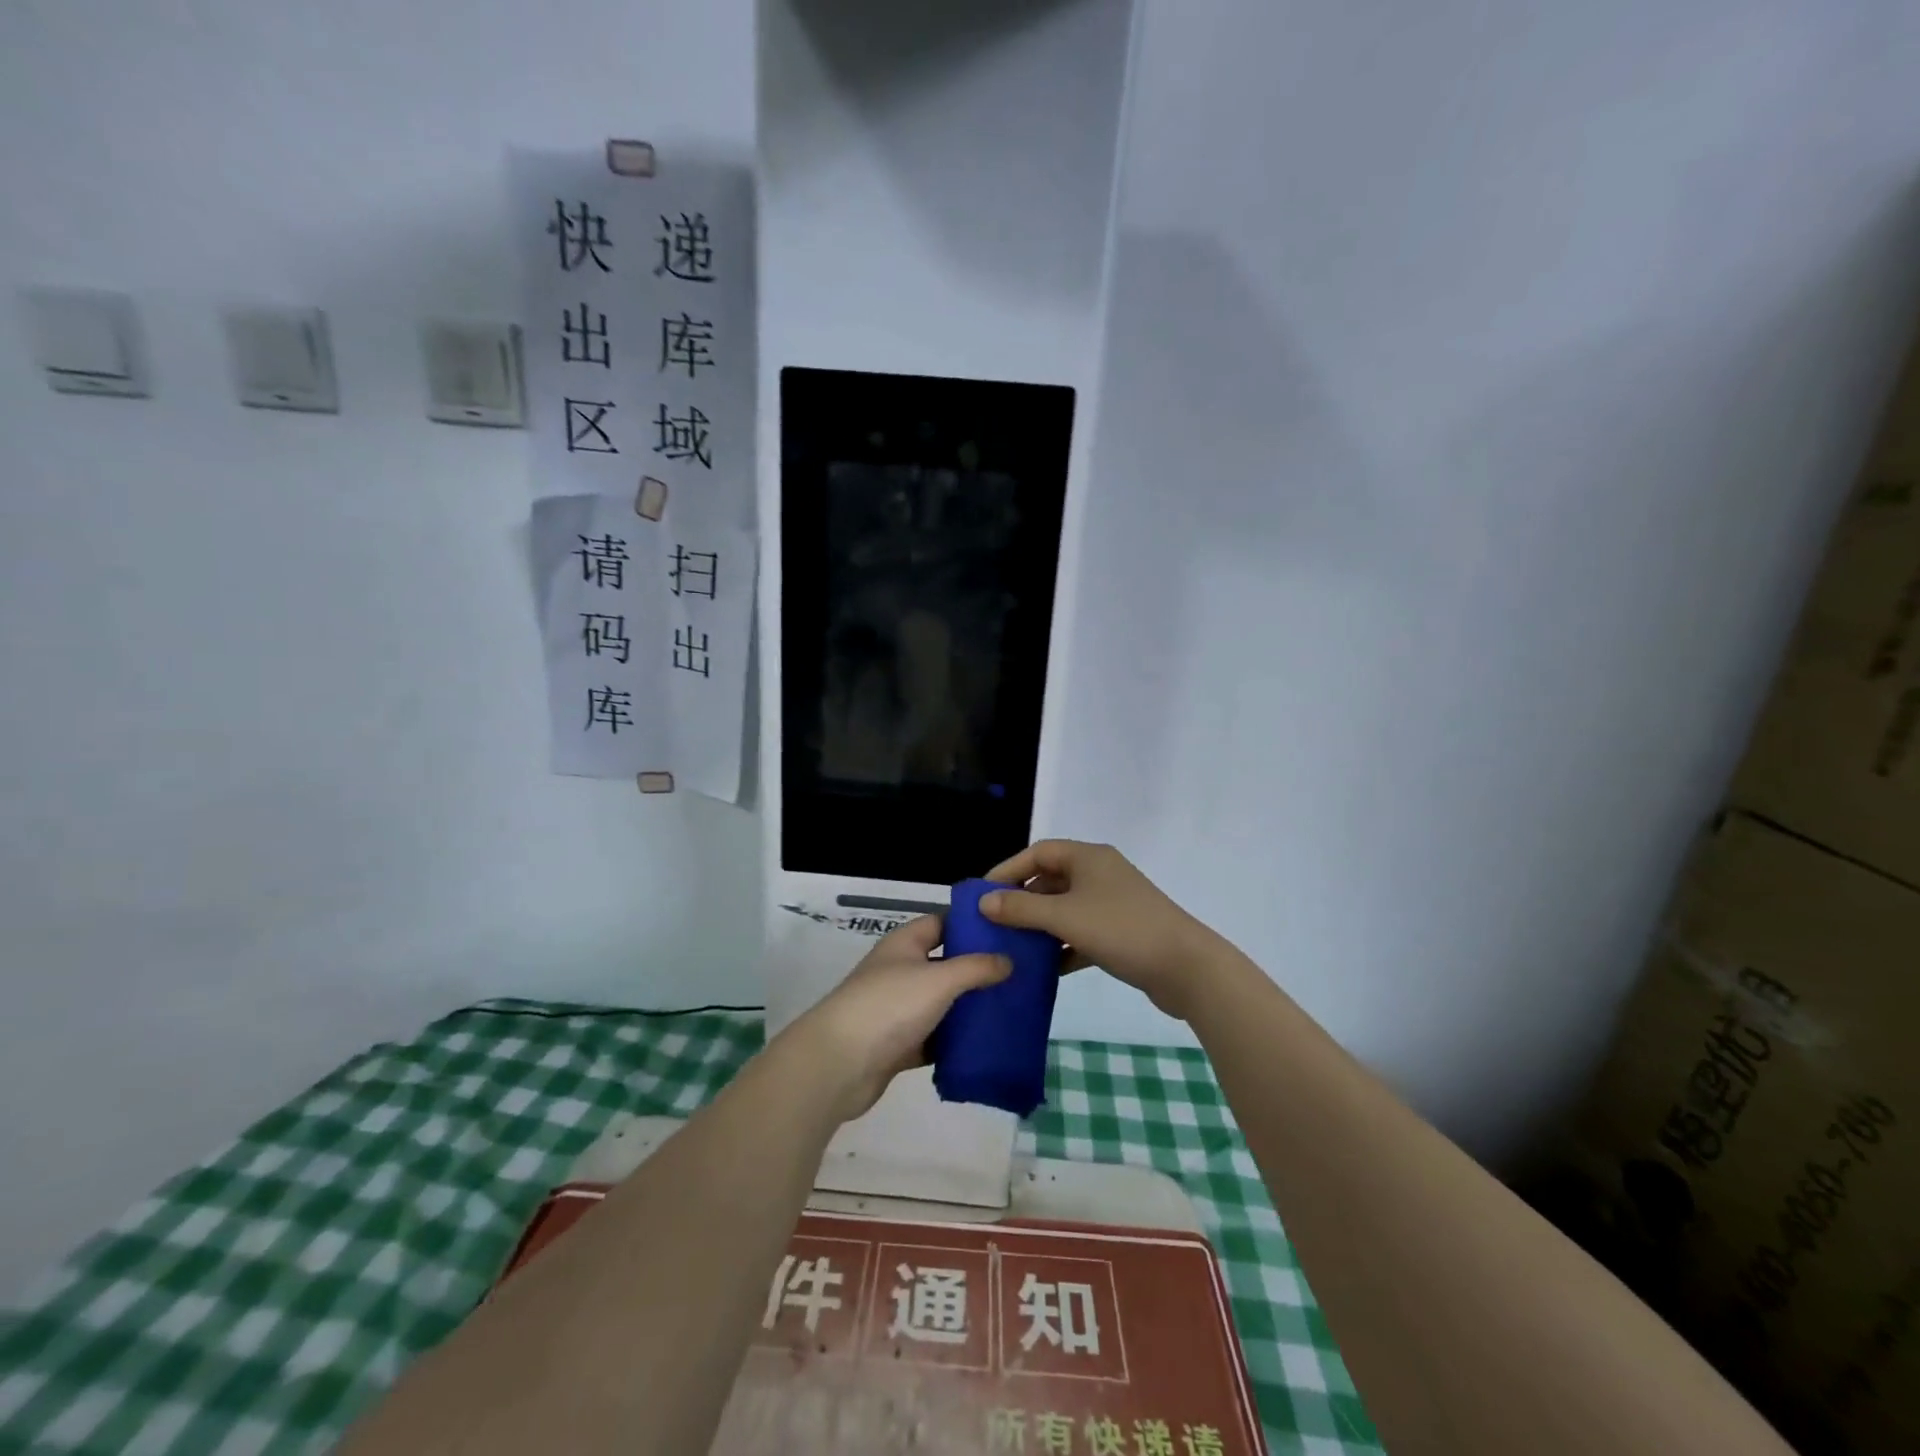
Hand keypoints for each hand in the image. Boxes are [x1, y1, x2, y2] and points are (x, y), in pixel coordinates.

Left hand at [781, 916, 1009, 1122]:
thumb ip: (976, 967)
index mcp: (904, 944)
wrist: (839, 1064)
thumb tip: (1008, 960)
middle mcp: (900, 971)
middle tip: (1019, 974)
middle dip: (977, 969)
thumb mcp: (939, 979)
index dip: (971, 924)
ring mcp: (898, 1009)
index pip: (942, 923)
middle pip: (944, 964)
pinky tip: (986, 1044)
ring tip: (1011, 1008)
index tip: (1007, 932)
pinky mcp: (898, 1045)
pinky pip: (934, 1038)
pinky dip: (955, 1041)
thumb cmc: (889, 1006)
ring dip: (969, 1007)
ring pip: (941, 1003)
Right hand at [981, 840, 1220, 1019]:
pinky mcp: (1121, 932)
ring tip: (1012, 947)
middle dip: (1022, 901)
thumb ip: (1021, 909)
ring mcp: (1112, 903)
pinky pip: (1081, 933)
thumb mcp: (1064, 917)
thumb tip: (983, 901)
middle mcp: (1099, 873)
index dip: (1008, 870)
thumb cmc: (1122, 929)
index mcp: (1088, 857)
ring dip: (1040, 926)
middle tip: (994, 923)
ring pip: (1065, 909)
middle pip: (1050, 880)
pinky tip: (1044, 970)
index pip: (1038, 852)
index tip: (982, 895)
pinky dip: (1062, 947)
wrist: (1186, 968)